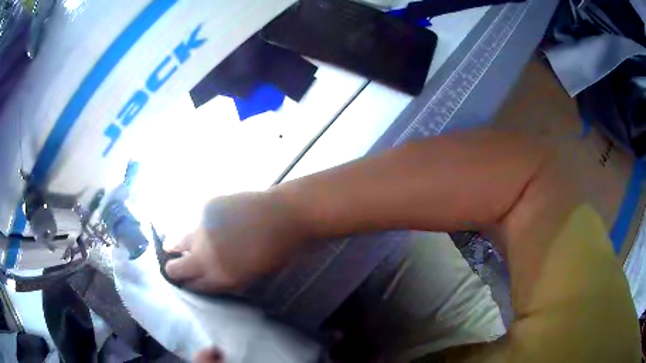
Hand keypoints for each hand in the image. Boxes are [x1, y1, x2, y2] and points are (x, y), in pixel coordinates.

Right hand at [165, 192, 307, 291]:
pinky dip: (191, 225)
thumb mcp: (249, 276)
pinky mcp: (203, 208)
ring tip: (174, 245)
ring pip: (174, 242)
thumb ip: (224, 278)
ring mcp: (201, 230)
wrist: (284, 216)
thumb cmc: (275, 251)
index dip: (188, 284)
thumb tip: (205, 275)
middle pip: (175, 269)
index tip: (186, 280)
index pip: (192, 287)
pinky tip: (199, 224)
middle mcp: (205, 257)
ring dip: (174, 246)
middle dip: (174, 270)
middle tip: (176, 265)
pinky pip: (189, 220)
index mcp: (220, 278)